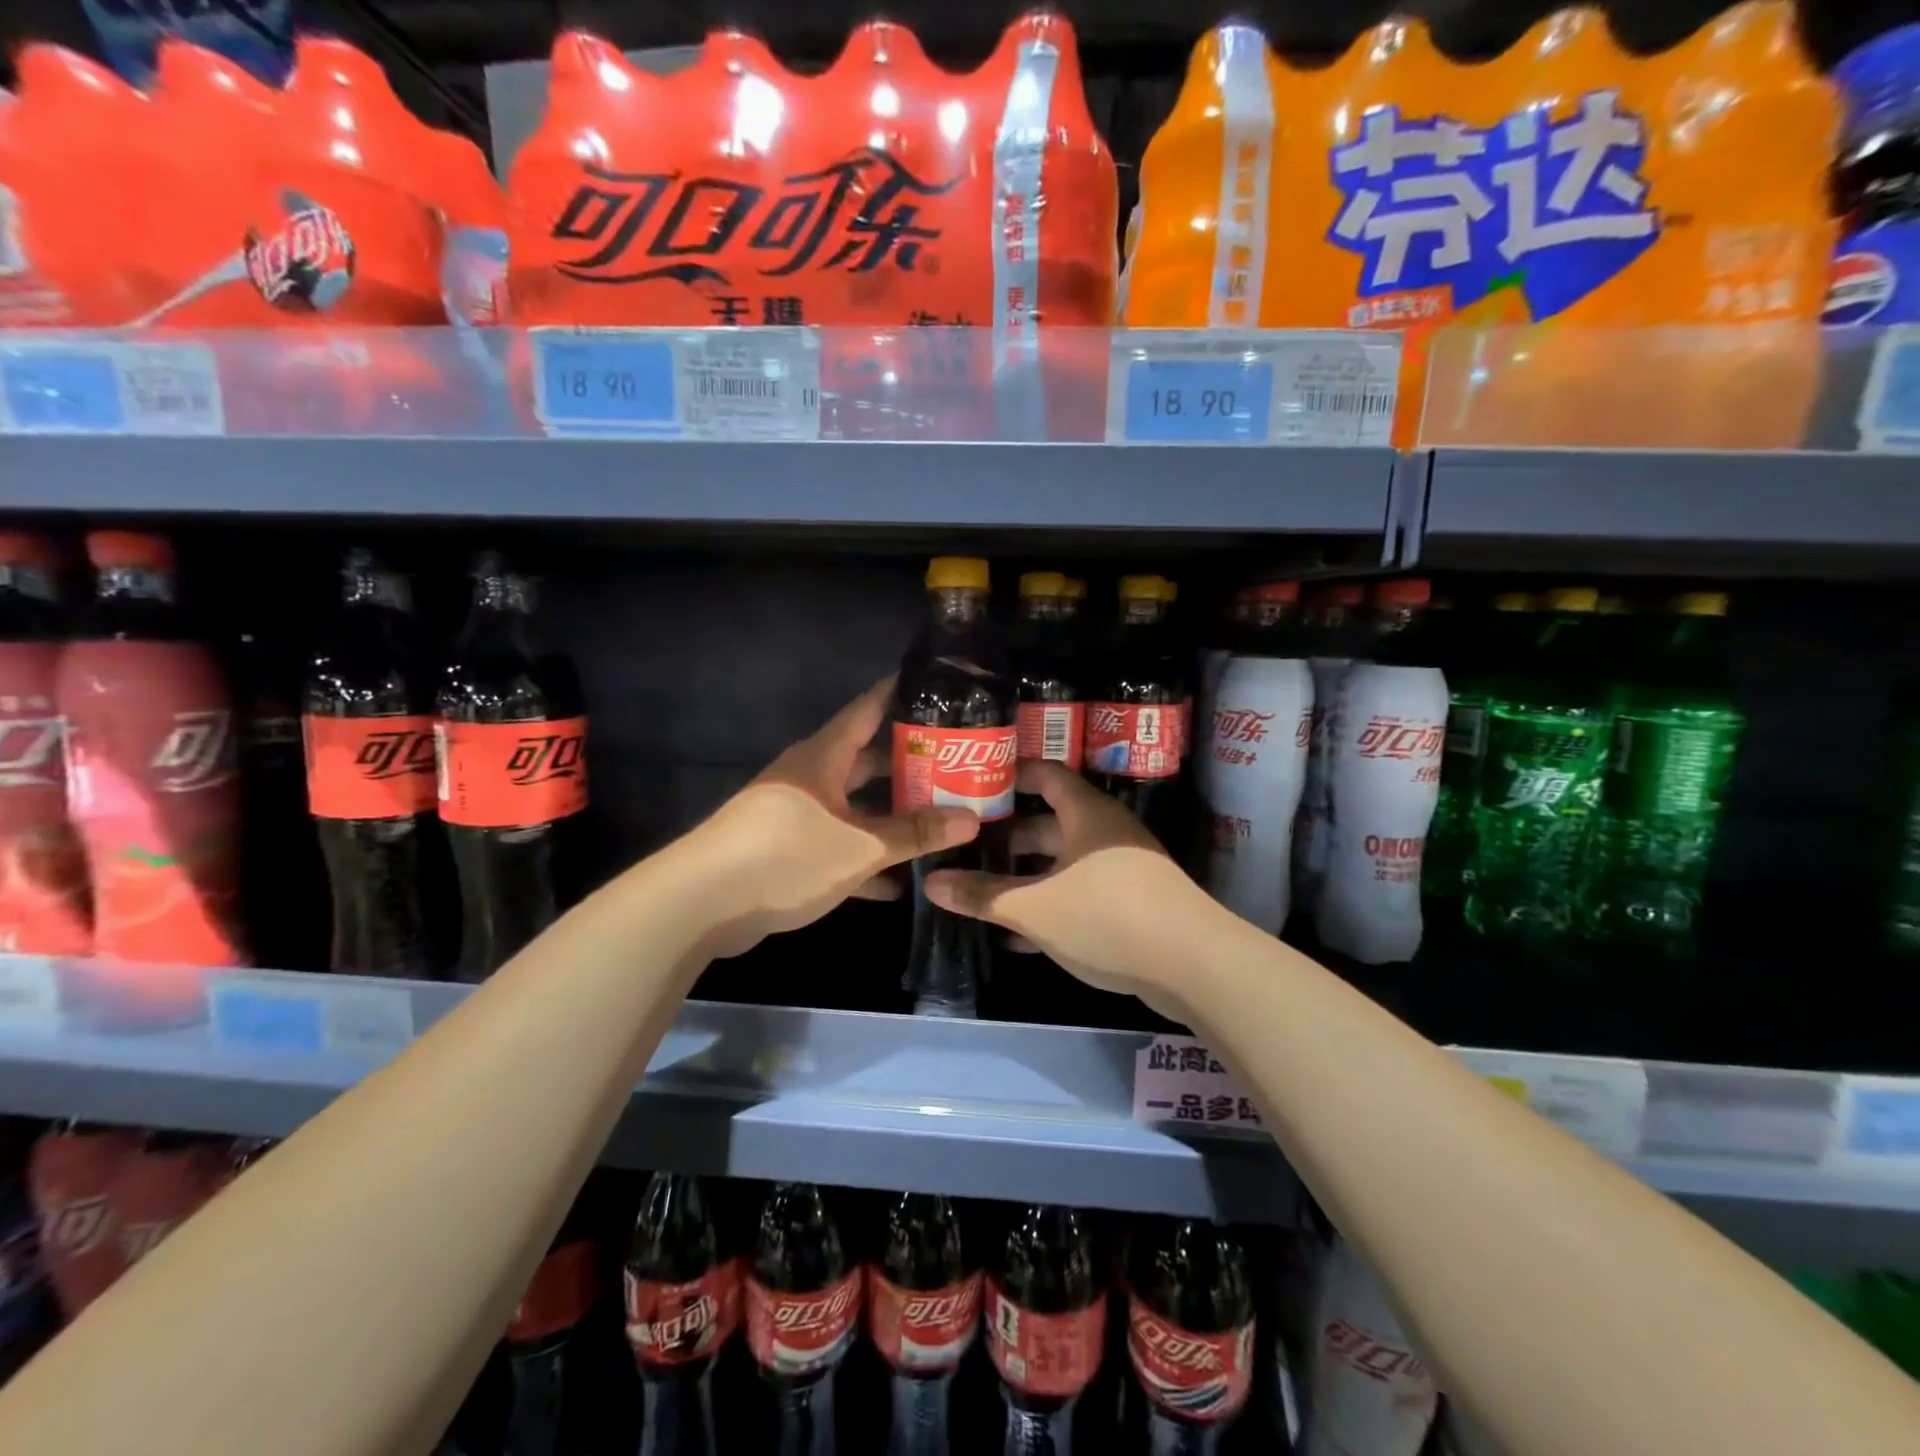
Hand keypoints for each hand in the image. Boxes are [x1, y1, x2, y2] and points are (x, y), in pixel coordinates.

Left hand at [692, 676, 979, 957]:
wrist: (700, 905)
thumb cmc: (785, 856)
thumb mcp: (859, 847)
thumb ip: (915, 833)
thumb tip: (972, 818)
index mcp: (823, 757)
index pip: (868, 709)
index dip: (900, 693)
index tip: (938, 685)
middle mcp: (810, 777)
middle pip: (866, 760)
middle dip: (907, 764)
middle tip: (955, 764)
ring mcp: (794, 814)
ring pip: (853, 807)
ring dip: (889, 816)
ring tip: (938, 818)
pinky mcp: (785, 851)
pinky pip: (836, 845)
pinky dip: (863, 858)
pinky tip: (897, 882)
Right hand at [924, 761, 1224, 1020]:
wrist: (1195, 966)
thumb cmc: (1108, 915)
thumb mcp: (1035, 908)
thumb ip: (982, 895)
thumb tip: (930, 882)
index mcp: (1086, 814)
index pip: (1045, 775)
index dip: (1010, 775)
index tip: (973, 784)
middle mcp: (1106, 832)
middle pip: (1050, 821)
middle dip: (1009, 835)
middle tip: (967, 845)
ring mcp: (1122, 867)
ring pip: (1063, 861)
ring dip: (1027, 874)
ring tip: (983, 888)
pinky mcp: (1132, 902)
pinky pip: (1080, 891)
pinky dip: (1051, 903)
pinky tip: (1020, 932)